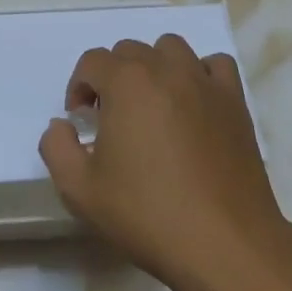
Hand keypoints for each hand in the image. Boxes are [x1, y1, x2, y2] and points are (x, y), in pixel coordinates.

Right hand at [39, 35, 287, 289]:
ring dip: (153, 68)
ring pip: (171, 49)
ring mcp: (205, 82)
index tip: (81, 123)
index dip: (79, 87)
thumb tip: (62, 125)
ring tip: (151, 107)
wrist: (223, 242)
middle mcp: (166, 69)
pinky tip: (193, 104)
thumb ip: (56, 147)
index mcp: (127, 82)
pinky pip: (214, 65)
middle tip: (112, 120)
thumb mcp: (80, 190)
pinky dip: (199, 74)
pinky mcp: (235, 101)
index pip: (92, 61)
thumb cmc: (147, 214)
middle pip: (130, 51)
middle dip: (112, 77)